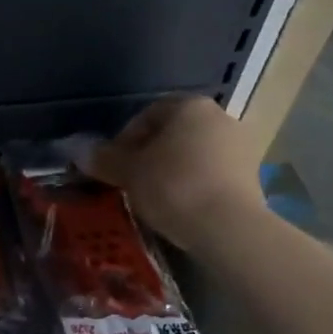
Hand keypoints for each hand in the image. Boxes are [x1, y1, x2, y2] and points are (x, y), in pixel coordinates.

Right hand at [87, 96, 265, 251]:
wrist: (229, 227)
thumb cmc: (173, 186)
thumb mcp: (128, 171)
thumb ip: (104, 158)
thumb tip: (79, 151)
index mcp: (189, 106)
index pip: (147, 114)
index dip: (125, 139)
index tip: (114, 164)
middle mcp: (220, 117)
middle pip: (173, 133)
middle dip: (151, 153)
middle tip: (131, 179)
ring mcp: (241, 146)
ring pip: (194, 153)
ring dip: (173, 169)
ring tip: (155, 196)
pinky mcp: (254, 176)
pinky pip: (213, 173)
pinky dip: (195, 184)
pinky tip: (181, 206)